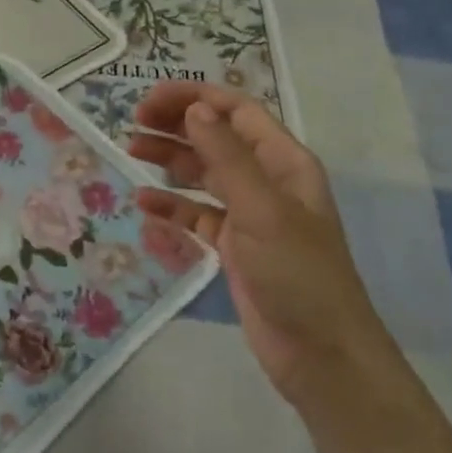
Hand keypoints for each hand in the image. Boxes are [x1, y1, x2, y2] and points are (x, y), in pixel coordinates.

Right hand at [128, 83, 394, 403]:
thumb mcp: (262, 209)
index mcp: (283, 162)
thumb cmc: (297, 273)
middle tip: (132, 125)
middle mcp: (266, 180)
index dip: (193, 98)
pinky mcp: (234, 246)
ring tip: (131, 153)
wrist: (320, 354)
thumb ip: (226, 156)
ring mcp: (249, 214)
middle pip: (215, 137)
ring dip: (169, 160)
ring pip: (203, 173)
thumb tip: (194, 109)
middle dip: (176, 125)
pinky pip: (197, 213)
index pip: (235, 110)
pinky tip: (144, 204)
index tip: (149, 101)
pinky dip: (172, 205)